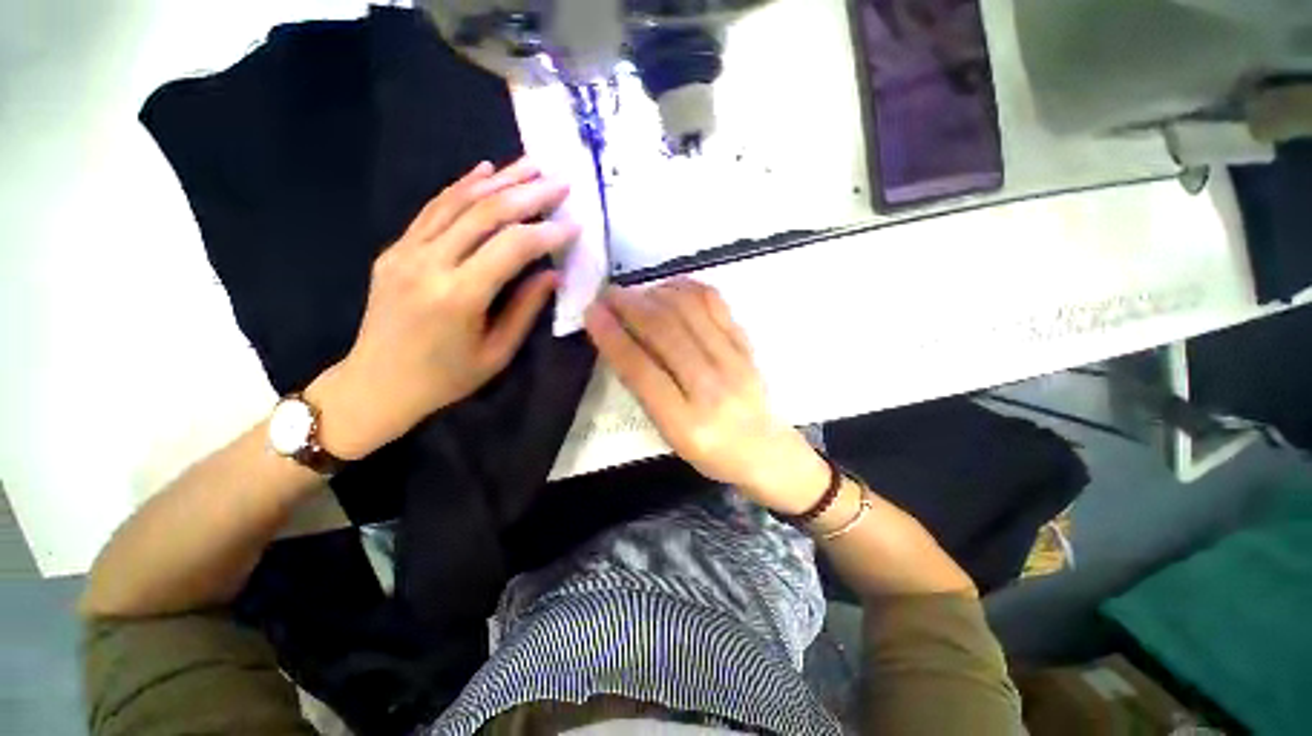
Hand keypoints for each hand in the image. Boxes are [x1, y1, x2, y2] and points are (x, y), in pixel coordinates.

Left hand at [307, 159, 579, 459]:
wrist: (376, 383)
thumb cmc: (446, 378)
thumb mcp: (497, 353)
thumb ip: (526, 309)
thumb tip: (553, 272)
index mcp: (458, 297)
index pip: (511, 248)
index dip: (546, 231)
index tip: (574, 223)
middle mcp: (429, 264)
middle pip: (485, 214)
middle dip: (528, 193)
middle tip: (560, 180)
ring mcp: (406, 251)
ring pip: (458, 202)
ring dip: (498, 180)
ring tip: (530, 164)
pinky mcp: (396, 248)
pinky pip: (433, 209)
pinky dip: (461, 187)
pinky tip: (485, 171)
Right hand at [584, 279, 831, 514]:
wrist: (764, 448)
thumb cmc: (710, 450)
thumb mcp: (669, 434)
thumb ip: (645, 390)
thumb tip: (620, 340)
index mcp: (686, 423)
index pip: (641, 370)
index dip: (612, 337)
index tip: (591, 313)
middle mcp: (712, 388)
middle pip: (665, 333)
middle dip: (629, 306)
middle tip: (608, 295)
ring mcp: (734, 361)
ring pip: (689, 311)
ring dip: (654, 293)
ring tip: (636, 293)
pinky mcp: (747, 343)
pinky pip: (715, 303)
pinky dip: (686, 288)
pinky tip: (669, 288)